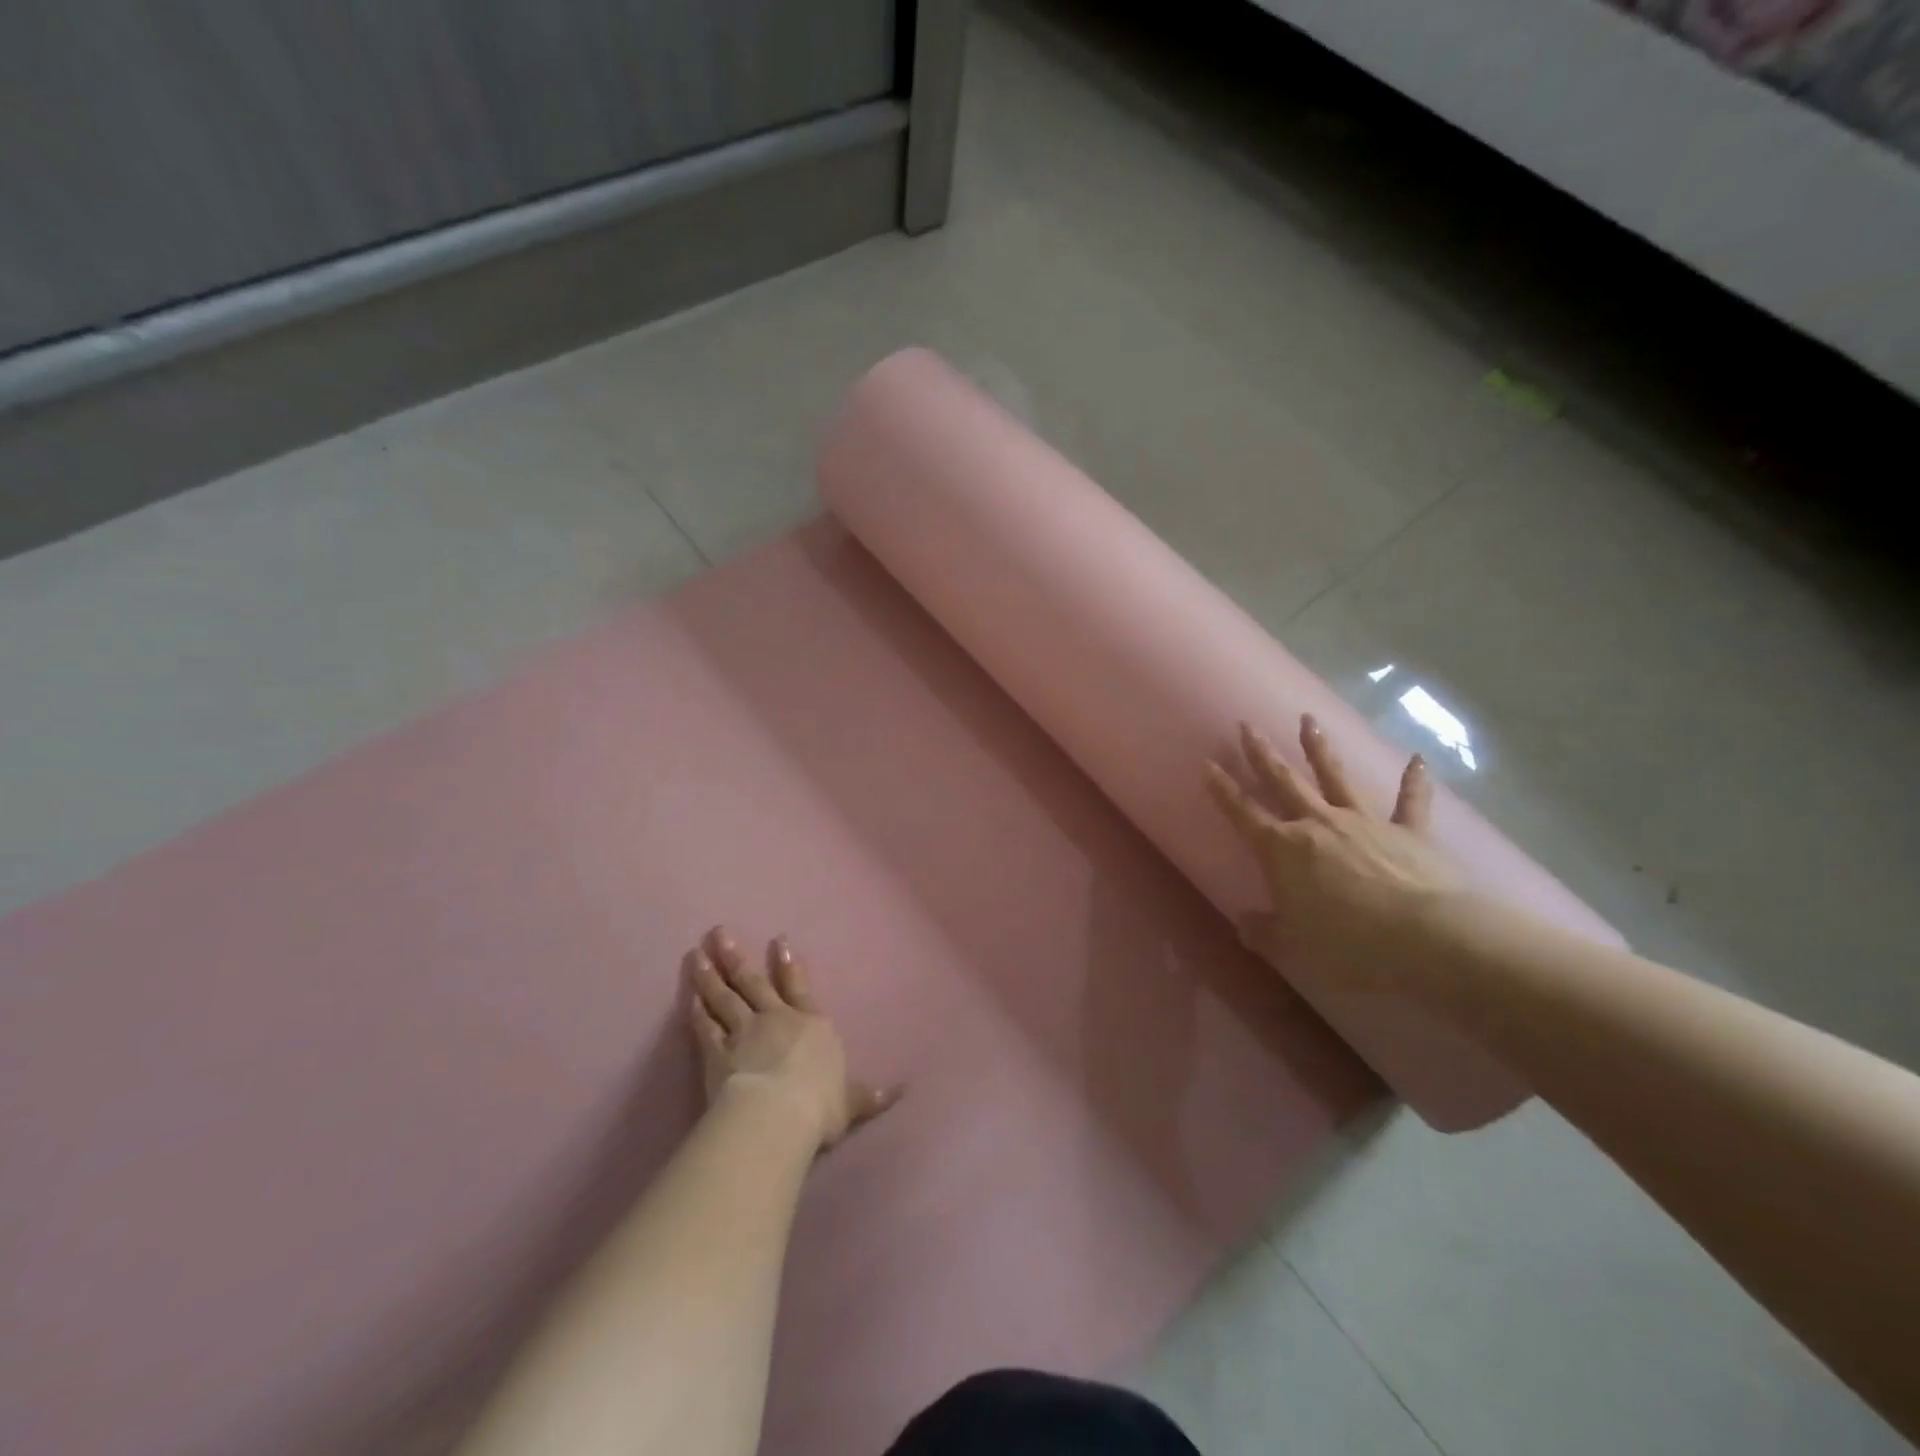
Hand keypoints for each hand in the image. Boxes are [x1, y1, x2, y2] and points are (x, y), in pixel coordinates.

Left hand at [684, 927, 902, 1151]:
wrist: (776, 1115)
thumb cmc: (819, 1104)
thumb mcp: (851, 1102)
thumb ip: (869, 1096)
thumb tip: (901, 1091)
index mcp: (811, 1025)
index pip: (799, 988)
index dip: (788, 965)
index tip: (777, 940)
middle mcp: (776, 1019)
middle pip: (752, 982)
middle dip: (736, 957)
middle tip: (718, 932)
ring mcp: (743, 1032)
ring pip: (724, 997)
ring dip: (709, 975)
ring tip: (696, 953)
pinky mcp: (716, 1053)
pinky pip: (705, 1027)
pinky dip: (696, 1012)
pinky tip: (689, 998)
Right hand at [1207, 715, 1462, 991]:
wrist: (1427, 938)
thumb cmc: (1348, 945)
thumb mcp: (1292, 949)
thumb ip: (1263, 933)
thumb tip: (1244, 922)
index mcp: (1283, 850)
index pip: (1243, 813)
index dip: (1223, 790)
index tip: (1208, 763)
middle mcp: (1318, 825)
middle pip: (1283, 782)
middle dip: (1261, 754)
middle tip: (1246, 725)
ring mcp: (1364, 823)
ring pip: (1335, 777)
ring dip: (1320, 748)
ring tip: (1309, 720)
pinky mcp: (1409, 832)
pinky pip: (1411, 801)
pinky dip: (1414, 780)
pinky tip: (1418, 758)